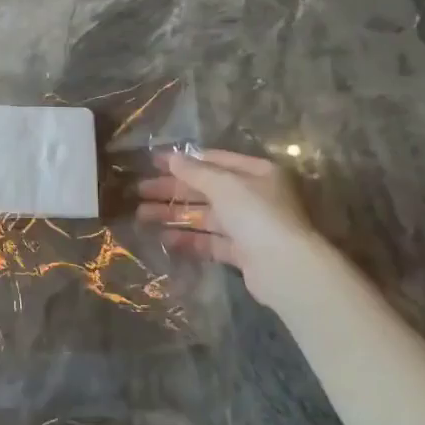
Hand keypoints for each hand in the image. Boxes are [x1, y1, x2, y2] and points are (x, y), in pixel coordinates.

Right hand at [137, 148, 334, 310]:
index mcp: (257, 173)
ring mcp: (248, 226)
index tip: (153, 163)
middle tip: (139, 191)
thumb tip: (171, 157)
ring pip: (205, 216)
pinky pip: (210, 241)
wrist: (285, 267)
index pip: (214, 161)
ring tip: (141, 216)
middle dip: (172, 190)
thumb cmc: (256, 214)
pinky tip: (164, 238)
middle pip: (206, 189)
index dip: (183, 161)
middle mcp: (254, 196)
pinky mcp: (242, 253)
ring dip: (174, 214)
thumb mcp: (224, 184)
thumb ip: (195, 171)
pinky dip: (188, 239)